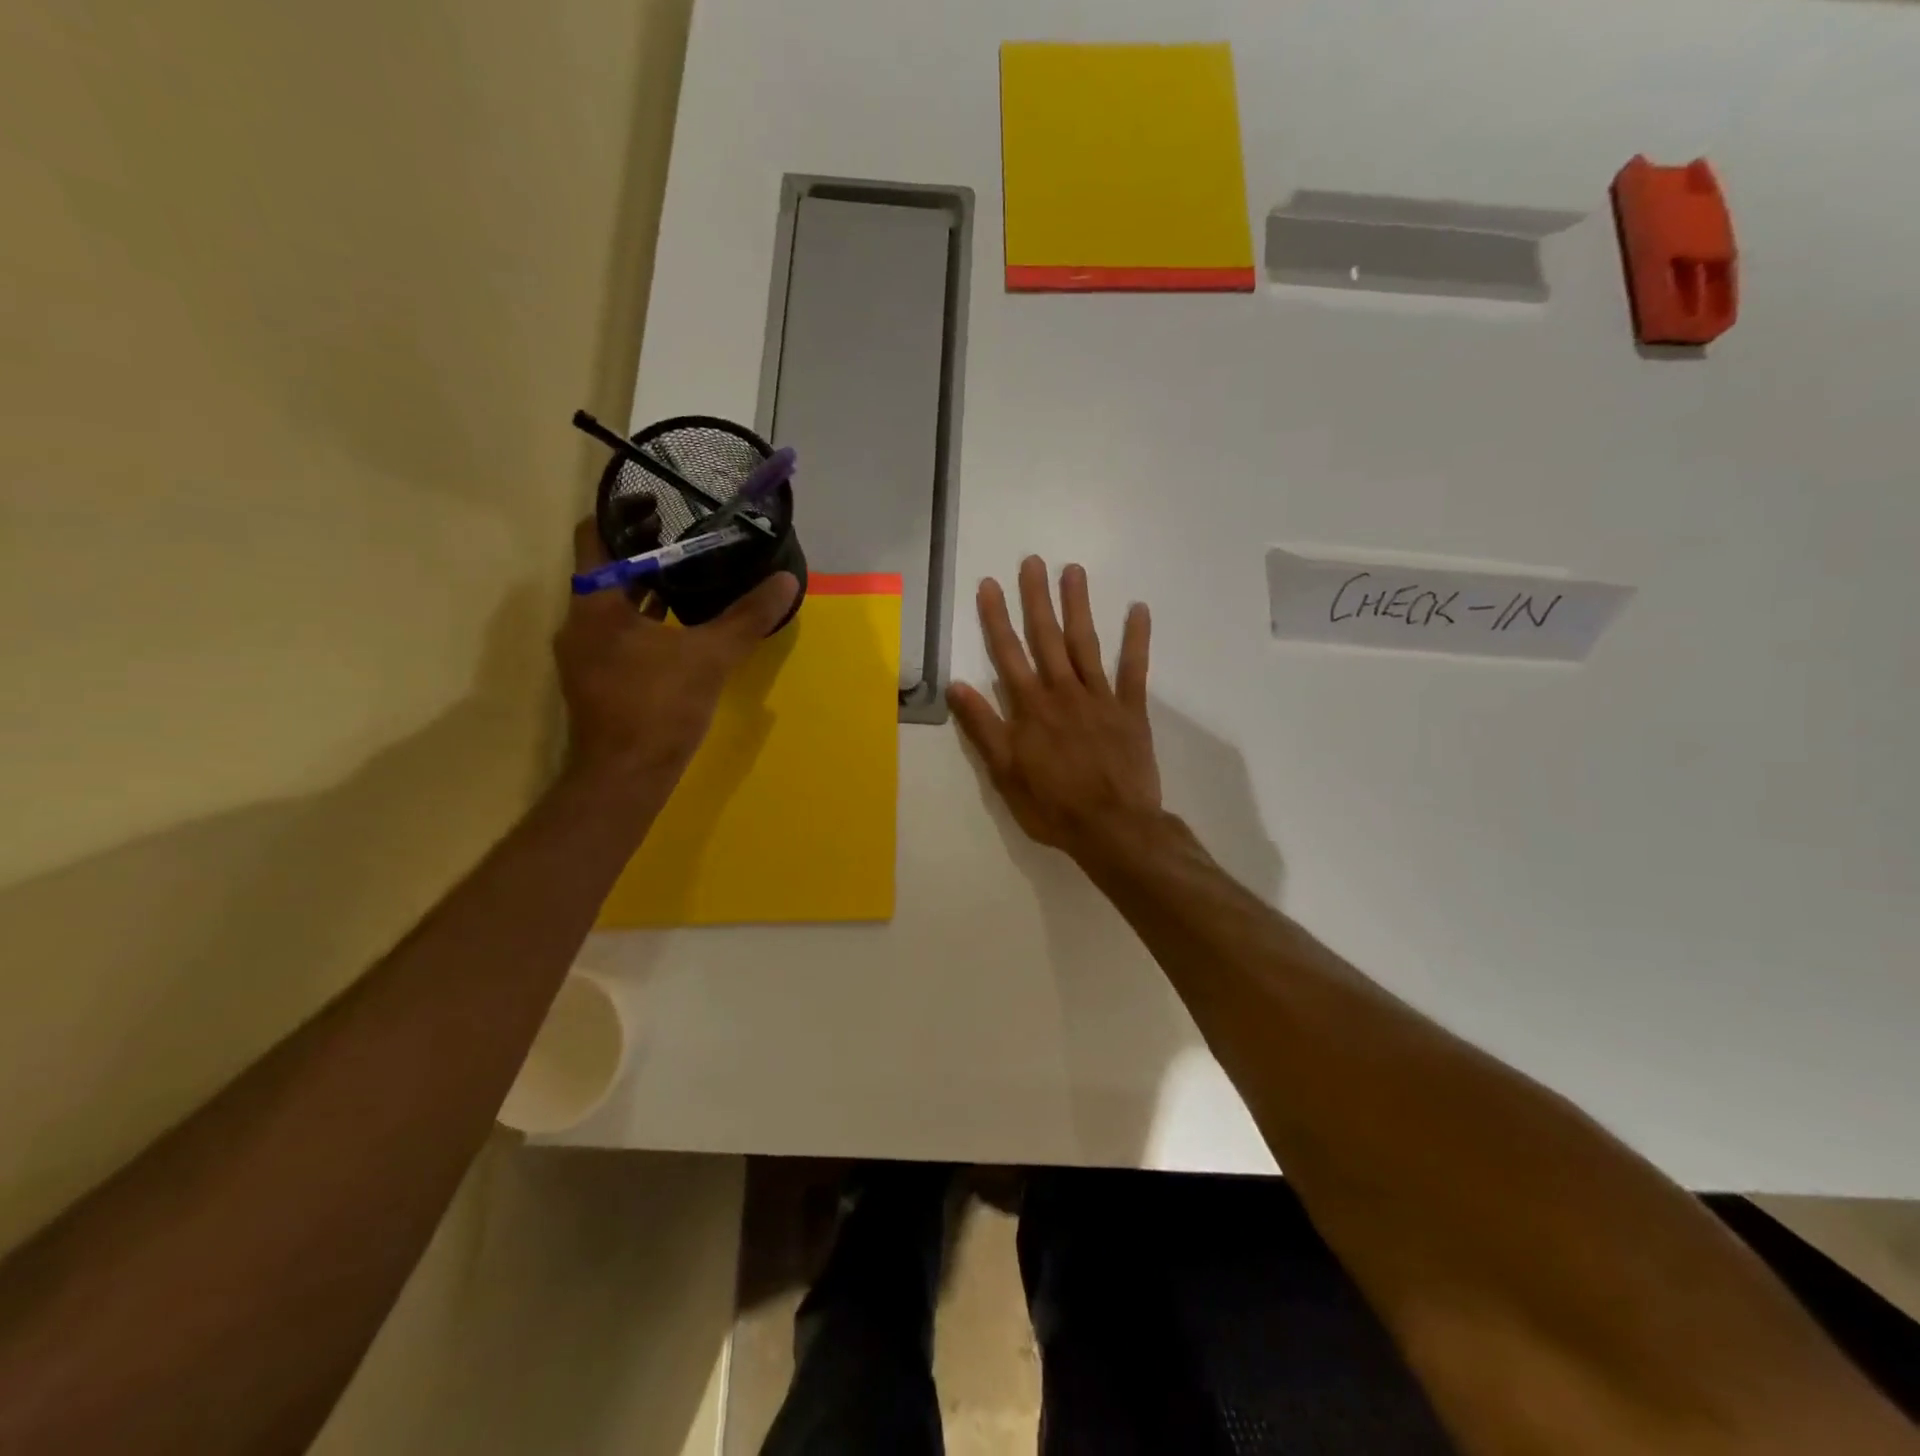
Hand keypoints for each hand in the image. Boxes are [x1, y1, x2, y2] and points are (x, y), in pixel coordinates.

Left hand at [554, 519, 797, 786]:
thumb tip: (787, 581)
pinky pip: (620, 632)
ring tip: (690, 570)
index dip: (624, 514)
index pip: (597, 536)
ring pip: (614, 603)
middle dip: (643, 549)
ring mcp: (586, 653)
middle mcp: (580, 622)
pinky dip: (646, 618)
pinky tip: (681, 622)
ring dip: (646, 586)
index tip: (659, 502)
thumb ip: (747, 617)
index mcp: (595, 604)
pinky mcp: (598, 678)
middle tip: (687, 532)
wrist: (625, 778)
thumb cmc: (658, 708)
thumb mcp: (710, 657)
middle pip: (607, 569)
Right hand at [948, 557, 1162, 864]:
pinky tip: (1139, 609)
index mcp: (1031, 708)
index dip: (996, 618)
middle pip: (1047, 638)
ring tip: (1073, 570)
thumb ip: (983, 727)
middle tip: (1032, 562)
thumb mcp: (1005, 772)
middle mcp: (1063, 692)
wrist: (1112, 828)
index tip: (989, 584)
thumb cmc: (1052, 805)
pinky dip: (1137, 639)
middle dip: (1036, 598)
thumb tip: (956, 686)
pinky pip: (1134, 669)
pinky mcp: (1130, 710)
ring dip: (1078, 606)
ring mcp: (1100, 698)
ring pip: (1086, 643)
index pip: (1008, 654)